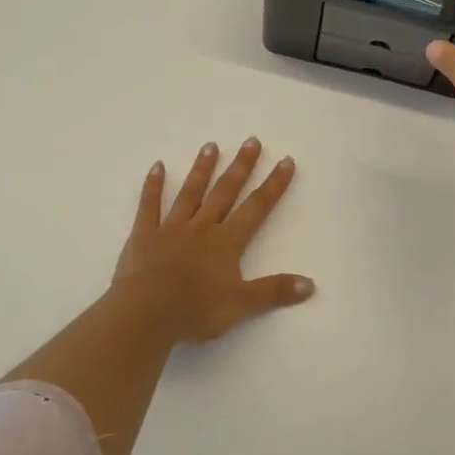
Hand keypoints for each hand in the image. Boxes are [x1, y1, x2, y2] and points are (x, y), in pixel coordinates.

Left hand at [110, 139, 312, 342]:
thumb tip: (310, 285)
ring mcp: (171, 228)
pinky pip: (149, 206)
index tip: (286, 161)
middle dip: (241, 166)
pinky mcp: (144, 235)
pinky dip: (153, 186)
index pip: (257, 207)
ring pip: (190, 192)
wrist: (146, 313)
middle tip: (251, 140)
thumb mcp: (241, 304)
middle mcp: (202, 227)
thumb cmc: (195, 310)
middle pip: (225, 191)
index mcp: (227, 241)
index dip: (274, 184)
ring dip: (202, 168)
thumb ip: (274, 291)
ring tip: (211, 145)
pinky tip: (157, 166)